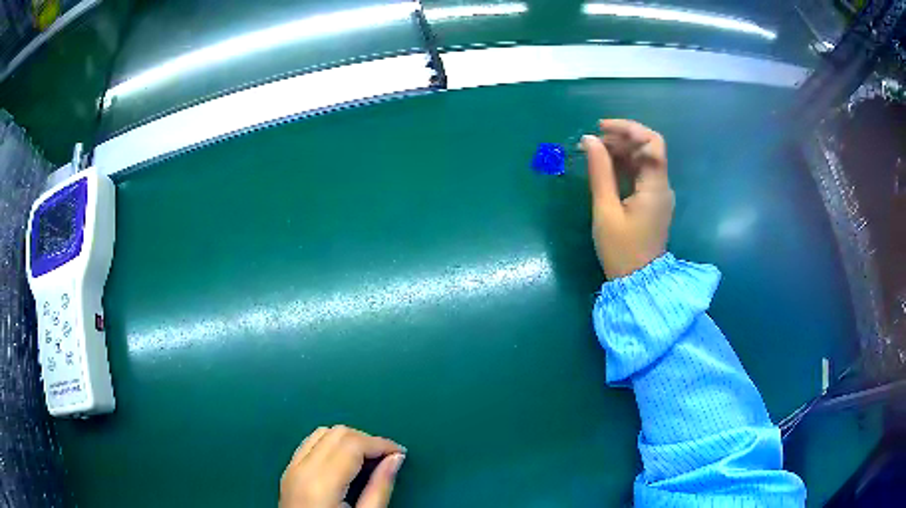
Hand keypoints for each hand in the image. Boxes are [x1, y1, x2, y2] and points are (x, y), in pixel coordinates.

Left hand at [280, 425, 405, 507]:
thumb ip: (380, 487)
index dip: (380, 443)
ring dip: (348, 440)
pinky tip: (344, 461)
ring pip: (322, 433)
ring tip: (368, 459)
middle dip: (366, 439)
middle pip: (337, 433)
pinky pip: (309, 443)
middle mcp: (302, 468)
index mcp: (321, 482)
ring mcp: (291, 468)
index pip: (352, 443)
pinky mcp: (288, 472)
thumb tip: (396, 457)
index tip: (401, 453)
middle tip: (387, 458)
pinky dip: (330, 444)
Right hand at [581, 119, 673, 278]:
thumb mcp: (605, 210)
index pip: (652, 143)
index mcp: (655, 187)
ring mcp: (659, 194)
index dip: (629, 129)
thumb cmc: (621, 250)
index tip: (602, 128)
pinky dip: (624, 165)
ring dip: (621, 150)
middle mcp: (662, 186)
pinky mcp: (653, 202)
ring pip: (644, 160)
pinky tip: (605, 166)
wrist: (638, 282)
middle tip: (592, 142)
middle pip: (648, 148)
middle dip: (621, 138)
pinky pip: (641, 174)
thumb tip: (589, 140)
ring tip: (594, 152)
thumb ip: (599, 172)